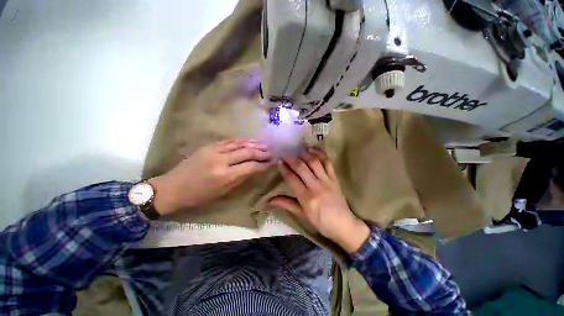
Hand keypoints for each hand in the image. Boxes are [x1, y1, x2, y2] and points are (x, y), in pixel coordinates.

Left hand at [148, 138, 271, 214]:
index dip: (263, 164)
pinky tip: (250, 140)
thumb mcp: (222, 192)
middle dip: (262, 152)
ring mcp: (214, 150)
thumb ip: (240, 178)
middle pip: (247, 152)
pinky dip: (241, 140)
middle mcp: (221, 160)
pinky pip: (229, 141)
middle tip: (272, 151)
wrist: (173, 187)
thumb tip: (254, 169)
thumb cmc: (199, 196)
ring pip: (239, 143)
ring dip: (254, 143)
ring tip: (265, 143)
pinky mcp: (209, 146)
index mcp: (224, 175)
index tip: (272, 162)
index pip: (250, 166)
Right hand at [269, 148, 369, 253]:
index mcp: (306, 198)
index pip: (292, 179)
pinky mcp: (335, 178)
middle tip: (285, 154)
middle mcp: (316, 187)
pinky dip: (320, 154)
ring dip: (304, 154)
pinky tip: (312, 150)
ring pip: (314, 162)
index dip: (284, 168)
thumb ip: (287, 204)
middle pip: (302, 168)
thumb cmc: (320, 222)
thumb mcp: (302, 215)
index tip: (279, 161)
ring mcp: (327, 181)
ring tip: (297, 151)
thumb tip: (270, 200)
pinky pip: (327, 162)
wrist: (344, 225)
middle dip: (291, 159)